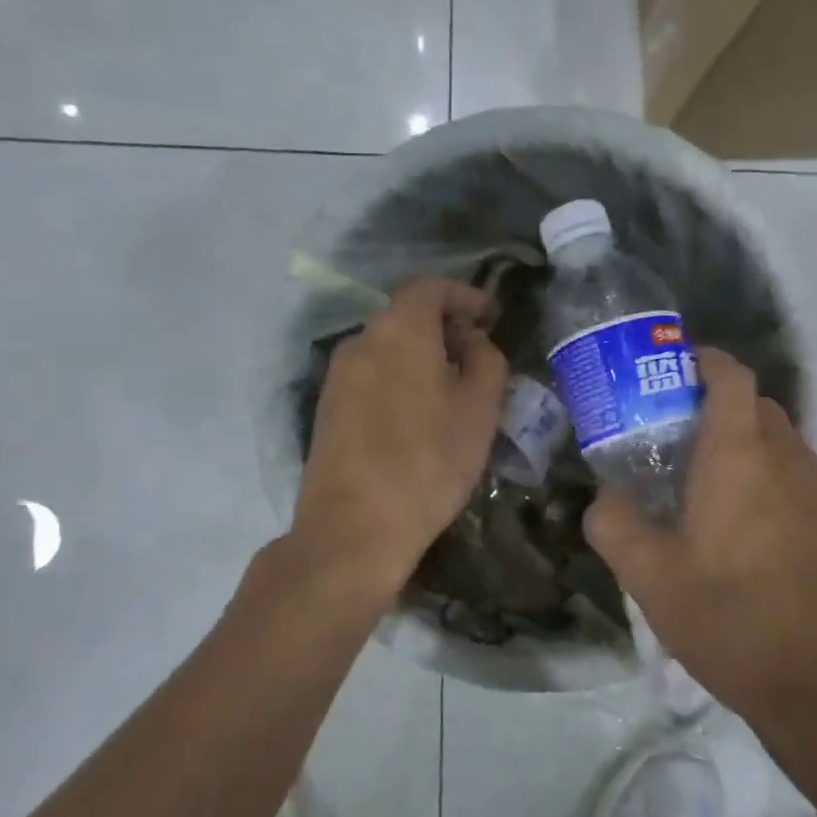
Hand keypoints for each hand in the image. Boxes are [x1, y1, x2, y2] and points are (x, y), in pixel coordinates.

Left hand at [292, 277, 508, 597]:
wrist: (353, 528)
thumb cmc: (429, 462)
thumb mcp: (480, 409)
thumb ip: (487, 360)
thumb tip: (473, 342)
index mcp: (400, 330)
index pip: (430, 287)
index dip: (464, 295)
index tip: (489, 314)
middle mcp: (361, 341)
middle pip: (406, 314)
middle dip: (444, 325)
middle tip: (476, 352)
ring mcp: (337, 375)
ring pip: (387, 346)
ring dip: (421, 353)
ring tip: (451, 386)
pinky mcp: (327, 408)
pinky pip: (371, 374)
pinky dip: (398, 376)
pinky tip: (417, 413)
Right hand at [584, 347, 816, 725]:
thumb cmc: (728, 620)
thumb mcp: (649, 578)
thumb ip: (614, 524)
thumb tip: (605, 497)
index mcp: (738, 458)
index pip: (732, 377)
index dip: (707, 361)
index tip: (681, 368)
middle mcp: (789, 461)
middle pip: (760, 408)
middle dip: (725, 409)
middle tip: (686, 442)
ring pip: (786, 448)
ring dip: (753, 452)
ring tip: (720, 497)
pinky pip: (808, 487)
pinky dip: (780, 490)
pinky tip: (762, 542)